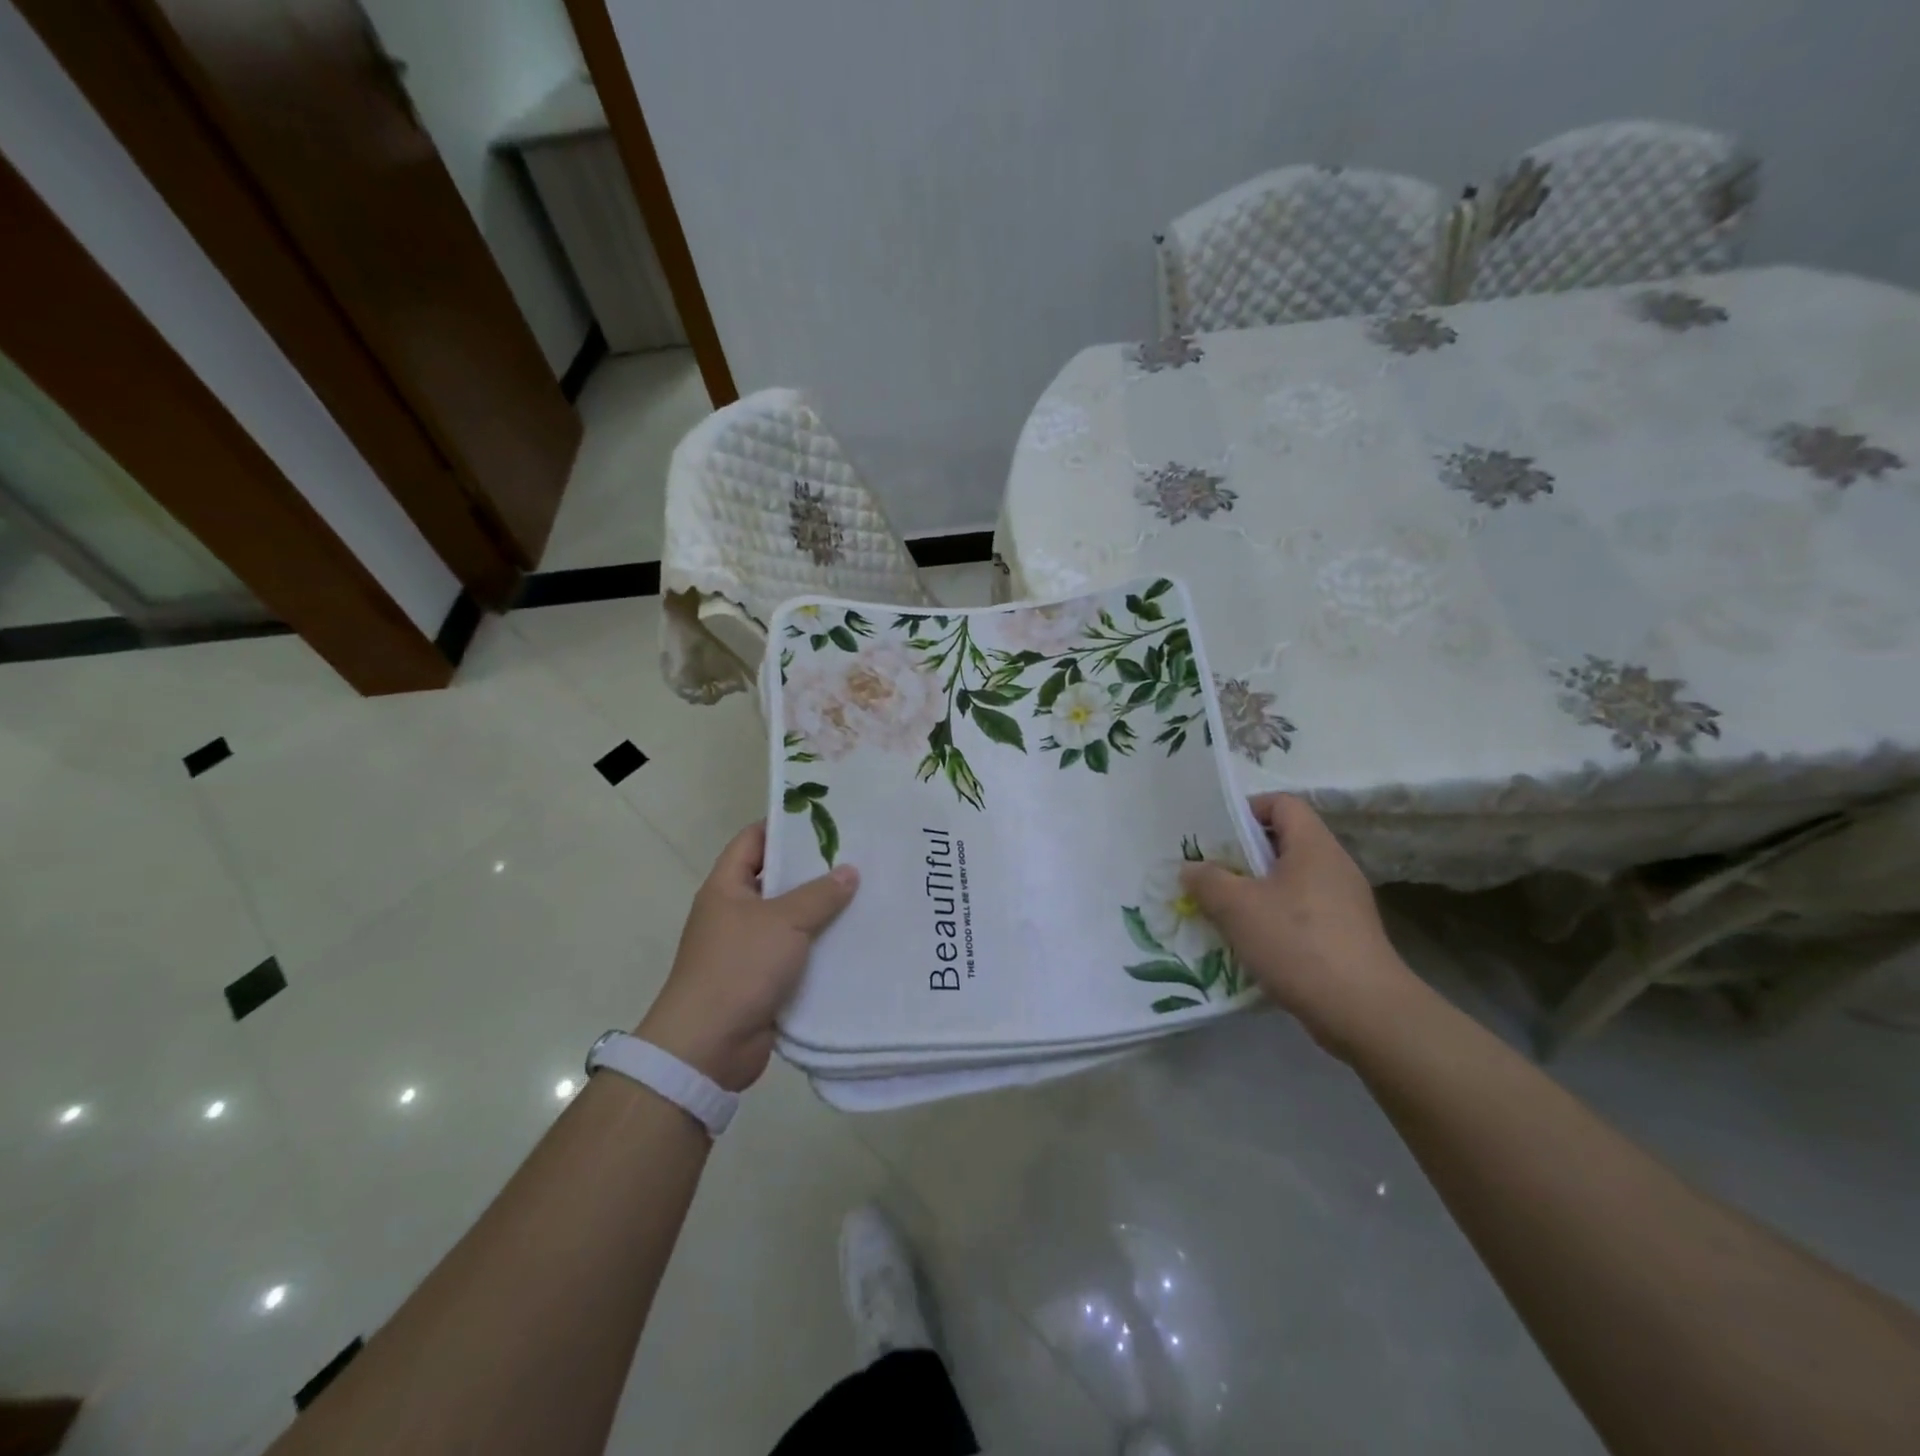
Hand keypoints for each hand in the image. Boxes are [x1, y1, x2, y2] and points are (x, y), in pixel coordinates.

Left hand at [638, 822, 857, 1092]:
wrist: (708, 1046)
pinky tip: (857, 940)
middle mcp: (735, 913)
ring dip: (824, 912)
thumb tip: (849, 870)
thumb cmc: (739, 967)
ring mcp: (749, 948)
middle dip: (815, 871)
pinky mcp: (764, 980)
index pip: (753, 840)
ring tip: (868, 895)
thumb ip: (819, 894)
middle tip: (860, 857)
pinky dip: (822, 948)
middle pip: (778, 879)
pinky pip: (798, 954)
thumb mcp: (783, 922)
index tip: (825, 820)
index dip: (784, 826)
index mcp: (727, 888)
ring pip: (792, 919)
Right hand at [1180, 794, 1415, 1057]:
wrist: (1364, 1011)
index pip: (1282, 803)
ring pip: (1291, 881)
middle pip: (1285, 842)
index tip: (1217, 834)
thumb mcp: (1237, 907)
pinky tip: (1253, 943)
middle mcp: (1334, 866)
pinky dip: (1275, 919)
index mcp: (1313, 846)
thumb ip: (1207, 880)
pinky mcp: (1347, 936)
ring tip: (1224, 911)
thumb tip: (1192, 868)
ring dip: (1256, 891)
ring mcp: (1345, 903)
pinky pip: (1303, 912)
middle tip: (1211, 874)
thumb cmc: (1297, 942)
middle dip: (1243, 855)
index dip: (1247, 810)